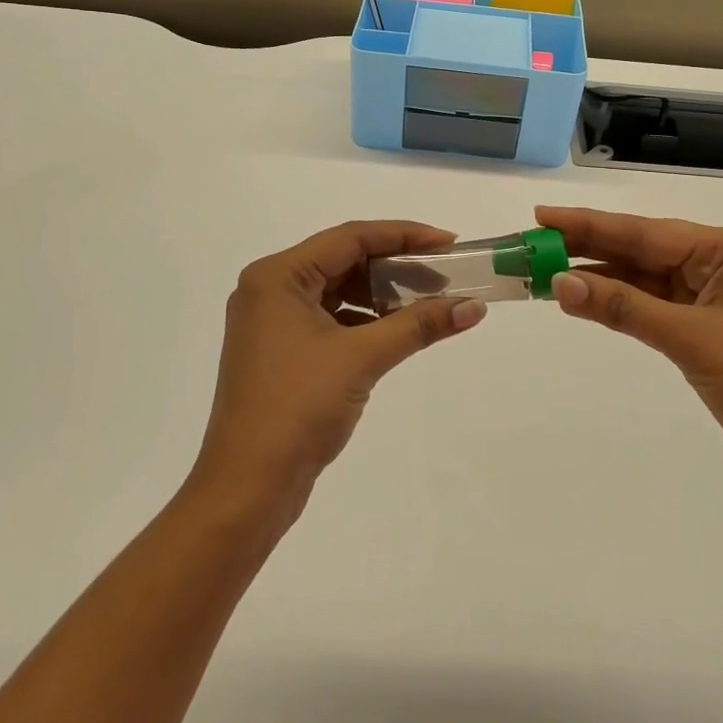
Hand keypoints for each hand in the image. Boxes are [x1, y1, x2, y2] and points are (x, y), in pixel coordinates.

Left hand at [192, 221, 486, 516]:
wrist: (248, 487)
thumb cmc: (298, 408)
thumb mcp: (362, 358)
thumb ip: (419, 325)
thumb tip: (474, 306)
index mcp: (277, 276)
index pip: (350, 237)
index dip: (404, 235)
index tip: (449, 243)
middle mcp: (270, 289)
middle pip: (343, 261)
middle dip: (396, 267)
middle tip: (445, 274)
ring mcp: (273, 322)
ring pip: (339, 291)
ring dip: (382, 295)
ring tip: (429, 302)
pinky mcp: (281, 351)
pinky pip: (331, 319)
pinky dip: (365, 321)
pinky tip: (397, 331)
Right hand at [536, 206, 722, 500]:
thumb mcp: (695, 338)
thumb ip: (625, 309)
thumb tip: (560, 282)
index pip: (642, 232)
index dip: (588, 224)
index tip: (541, 215)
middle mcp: (716, 266)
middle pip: (638, 252)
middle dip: (586, 248)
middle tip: (531, 243)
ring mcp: (709, 301)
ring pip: (641, 282)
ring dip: (597, 280)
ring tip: (544, 272)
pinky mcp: (703, 335)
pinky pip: (649, 311)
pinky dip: (617, 308)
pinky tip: (583, 303)